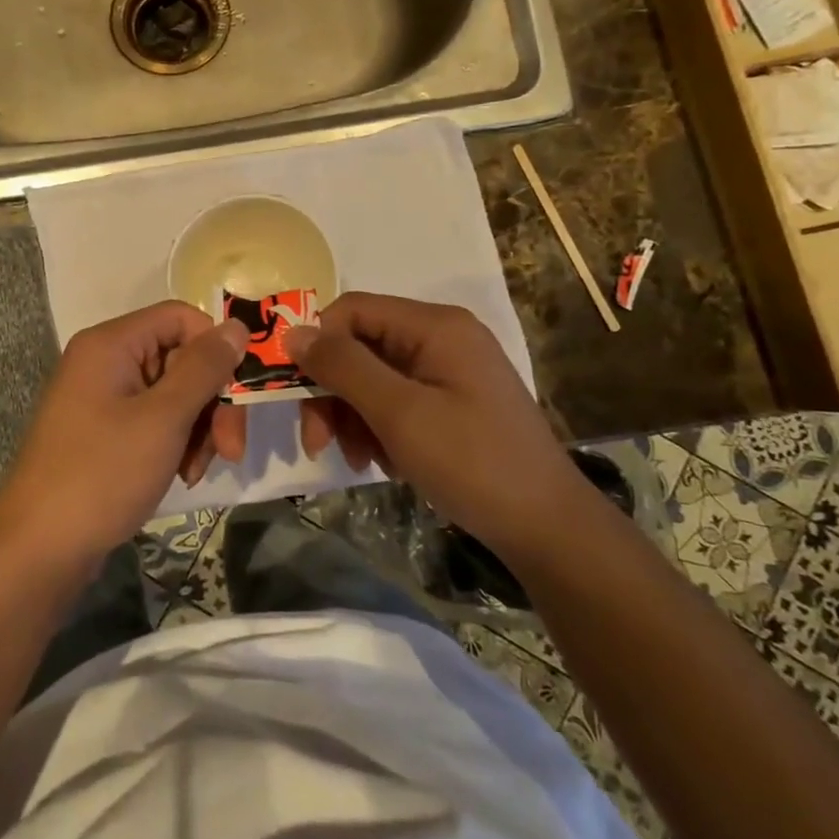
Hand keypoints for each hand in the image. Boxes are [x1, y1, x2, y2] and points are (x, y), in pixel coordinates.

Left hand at [0, 302, 247, 568]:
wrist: (39, 549)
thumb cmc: (102, 474)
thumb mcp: (163, 418)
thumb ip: (204, 368)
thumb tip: (239, 326)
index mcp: (111, 344)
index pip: (181, 317)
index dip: (215, 348)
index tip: (240, 391)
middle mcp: (105, 361)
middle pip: (180, 358)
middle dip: (212, 401)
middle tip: (231, 449)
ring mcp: (103, 398)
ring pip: (173, 393)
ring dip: (197, 428)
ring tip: (197, 471)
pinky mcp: (104, 432)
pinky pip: (154, 420)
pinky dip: (175, 443)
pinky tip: (182, 476)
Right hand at [284, 292, 575, 544]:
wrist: (547, 527)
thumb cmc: (472, 462)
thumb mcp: (400, 413)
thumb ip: (344, 367)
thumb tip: (292, 333)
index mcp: (435, 326)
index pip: (352, 311)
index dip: (317, 345)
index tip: (295, 393)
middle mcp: (441, 337)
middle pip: (361, 346)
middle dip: (333, 392)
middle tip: (318, 443)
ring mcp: (449, 370)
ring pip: (374, 377)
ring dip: (353, 416)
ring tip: (360, 459)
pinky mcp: (453, 401)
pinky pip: (397, 400)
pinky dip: (379, 428)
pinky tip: (384, 462)